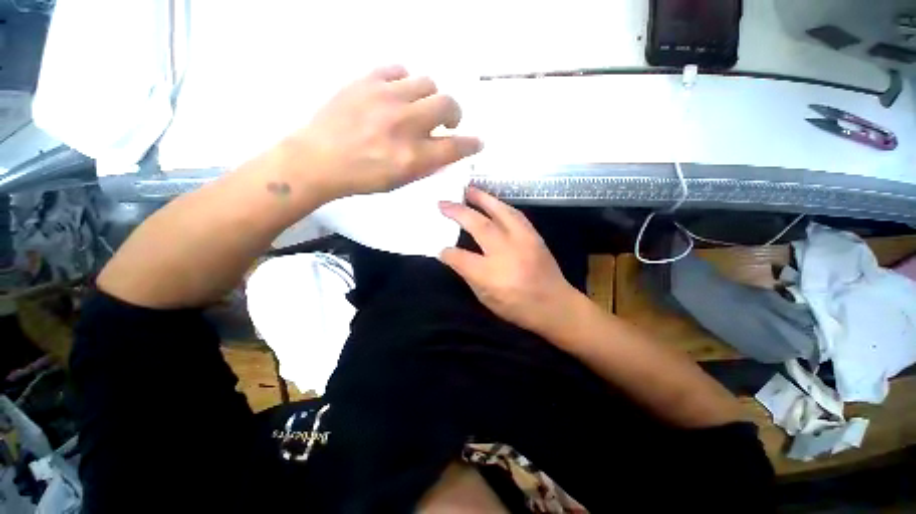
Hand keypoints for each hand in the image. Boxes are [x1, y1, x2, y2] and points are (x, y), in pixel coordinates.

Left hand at [283, 65, 482, 199]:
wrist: (318, 160)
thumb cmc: (362, 178)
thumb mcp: (400, 181)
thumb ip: (426, 166)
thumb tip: (445, 152)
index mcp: (413, 157)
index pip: (455, 147)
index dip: (471, 144)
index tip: (476, 142)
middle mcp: (405, 125)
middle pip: (447, 104)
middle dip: (454, 114)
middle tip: (447, 121)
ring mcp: (386, 98)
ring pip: (427, 83)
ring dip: (429, 98)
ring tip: (418, 107)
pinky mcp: (367, 81)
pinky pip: (399, 69)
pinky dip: (405, 82)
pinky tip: (397, 93)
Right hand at [439, 187, 582, 337]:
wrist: (556, 305)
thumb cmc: (517, 307)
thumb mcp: (486, 299)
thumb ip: (469, 275)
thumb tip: (455, 257)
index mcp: (491, 275)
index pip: (460, 257)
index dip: (447, 252)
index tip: (440, 249)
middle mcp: (506, 253)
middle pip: (479, 226)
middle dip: (458, 212)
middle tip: (443, 203)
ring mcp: (523, 241)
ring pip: (500, 212)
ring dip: (482, 198)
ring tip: (468, 189)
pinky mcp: (534, 236)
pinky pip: (515, 214)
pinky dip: (500, 205)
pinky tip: (491, 201)